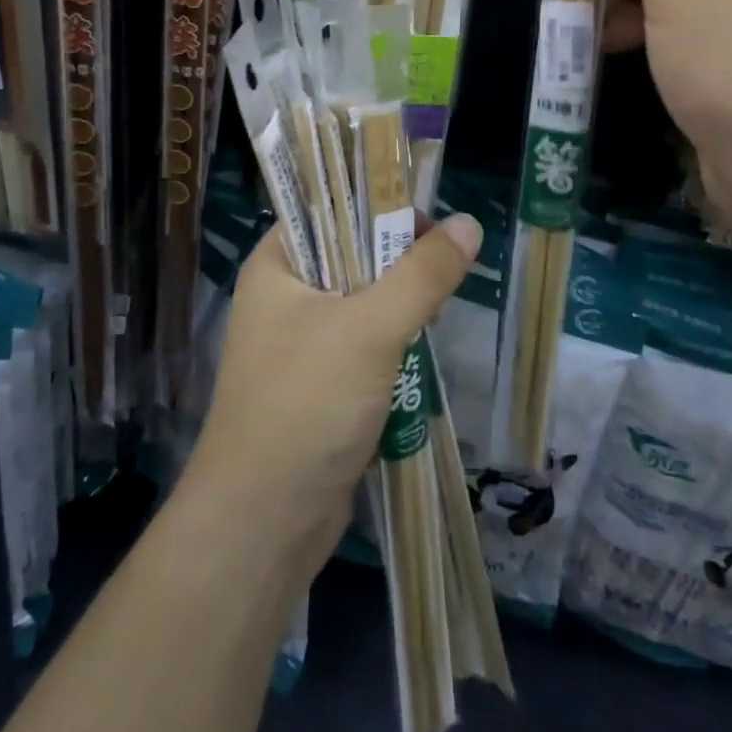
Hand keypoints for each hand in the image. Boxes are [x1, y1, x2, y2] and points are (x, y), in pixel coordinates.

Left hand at [182, 213, 481, 575]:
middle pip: (350, 253)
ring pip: (361, 301)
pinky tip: (418, 354)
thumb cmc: (307, 404)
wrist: (262, 526)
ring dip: (399, 306)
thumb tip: (468, 224)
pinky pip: (361, 344)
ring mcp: (298, 342)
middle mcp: (283, 295)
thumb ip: (423, 274)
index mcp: (277, 263)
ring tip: (436, 311)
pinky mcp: (317, 383)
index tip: (427, 221)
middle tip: (441, 271)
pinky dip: (391, 344)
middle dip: (398, 261)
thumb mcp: (372, 328)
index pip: (329, 208)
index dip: (377, 205)